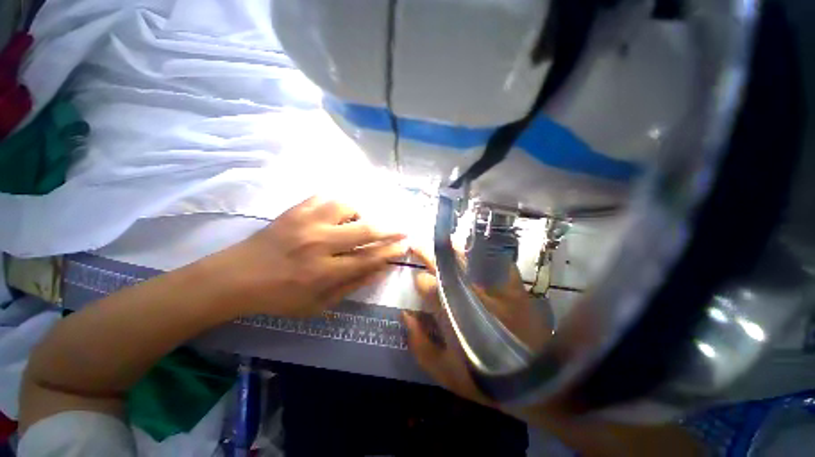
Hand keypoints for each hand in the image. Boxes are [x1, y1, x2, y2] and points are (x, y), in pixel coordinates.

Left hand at [207, 196, 406, 317]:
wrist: (236, 277)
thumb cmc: (279, 296)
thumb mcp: (318, 305)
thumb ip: (352, 286)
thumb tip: (379, 269)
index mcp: (323, 272)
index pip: (368, 258)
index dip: (389, 252)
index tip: (403, 246)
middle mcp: (318, 244)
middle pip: (364, 230)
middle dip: (389, 230)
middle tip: (402, 229)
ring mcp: (305, 223)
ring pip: (346, 207)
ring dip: (360, 214)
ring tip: (358, 223)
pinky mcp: (294, 211)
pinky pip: (324, 197)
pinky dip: (338, 204)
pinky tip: (338, 214)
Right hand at [404, 248, 703, 456]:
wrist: (538, 383)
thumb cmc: (486, 378)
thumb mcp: (445, 373)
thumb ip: (419, 344)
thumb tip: (405, 314)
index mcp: (451, 312)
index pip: (427, 285)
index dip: (420, 279)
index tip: (418, 277)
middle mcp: (469, 294)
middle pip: (443, 266)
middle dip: (428, 253)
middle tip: (418, 244)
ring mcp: (493, 287)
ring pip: (468, 257)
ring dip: (454, 247)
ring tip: (444, 240)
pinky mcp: (514, 286)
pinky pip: (497, 262)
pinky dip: (486, 252)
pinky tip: (479, 248)